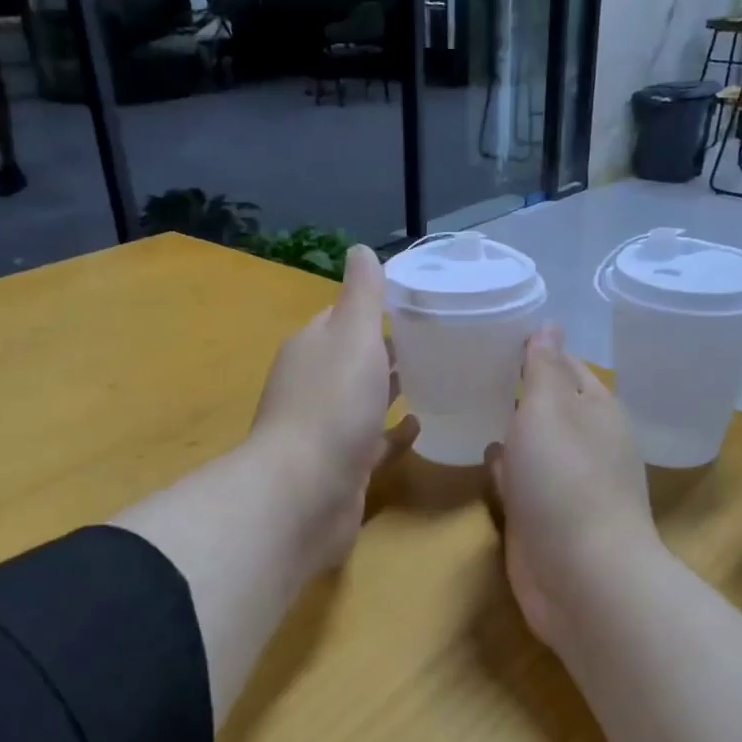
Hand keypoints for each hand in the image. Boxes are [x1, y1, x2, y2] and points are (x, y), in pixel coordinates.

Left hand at [248, 244, 416, 574]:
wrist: (305, 492)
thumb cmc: (332, 404)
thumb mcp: (352, 335)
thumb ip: (361, 294)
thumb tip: (359, 249)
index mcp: (312, 348)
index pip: (341, 318)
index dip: (372, 308)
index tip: (414, 303)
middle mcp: (313, 385)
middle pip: (353, 360)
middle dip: (385, 350)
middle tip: (436, 340)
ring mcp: (326, 429)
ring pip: (363, 401)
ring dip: (390, 390)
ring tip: (436, 377)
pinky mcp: (343, 467)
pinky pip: (374, 443)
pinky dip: (394, 433)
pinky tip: (421, 427)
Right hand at [486, 325, 658, 650]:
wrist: (581, 576)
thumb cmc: (565, 480)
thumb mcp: (549, 409)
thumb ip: (543, 368)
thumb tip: (549, 325)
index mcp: (596, 409)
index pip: (563, 365)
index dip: (531, 349)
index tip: (487, 333)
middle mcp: (585, 442)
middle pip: (546, 405)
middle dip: (513, 389)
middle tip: (462, 366)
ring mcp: (565, 483)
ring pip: (532, 444)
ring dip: (508, 428)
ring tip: (464, 404)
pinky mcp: (544, 517)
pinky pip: (521, 481)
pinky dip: (505, 468)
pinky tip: (482, 458)